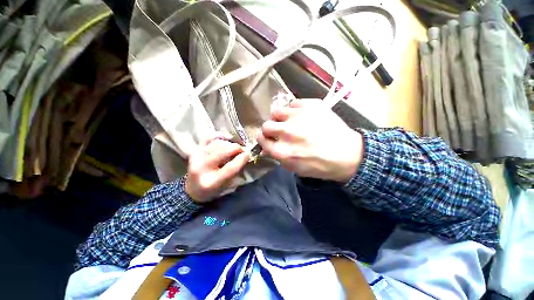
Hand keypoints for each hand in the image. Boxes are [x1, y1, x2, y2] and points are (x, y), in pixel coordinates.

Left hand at [185, 133, 249, 202]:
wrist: (193, 190)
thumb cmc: (213, 190)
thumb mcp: (227, 185)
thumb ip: (236, 171)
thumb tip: (245, 156)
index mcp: (211, 182)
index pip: (230, 168)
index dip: (242, 159)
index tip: (248, 154)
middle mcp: (201, 168)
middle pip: (223, 152)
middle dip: (236, 148)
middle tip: (243, 150)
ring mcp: (196, 157)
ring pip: (217, 144)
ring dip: (230, 144)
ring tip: (235, 147)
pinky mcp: (195, 150)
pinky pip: (208, 137)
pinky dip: (219, 135)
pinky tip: (227, 138)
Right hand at [257, 99, 363, 182]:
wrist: (347, 154)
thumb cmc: (320, 165)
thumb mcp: (295, 168)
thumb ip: (277, 156)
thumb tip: (266, 147)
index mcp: (283, 151)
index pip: (262, 139)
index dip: (263, 139)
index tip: (267, 138)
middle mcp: (287, 132)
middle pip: (266, 125)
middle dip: (269, 129)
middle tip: (278, 131)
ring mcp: (299, 117)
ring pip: (277, 111)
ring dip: (281, 118)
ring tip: (290, 122)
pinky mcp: (311, 105)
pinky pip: (293, 103)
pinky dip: (294, 110)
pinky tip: (302, 116)